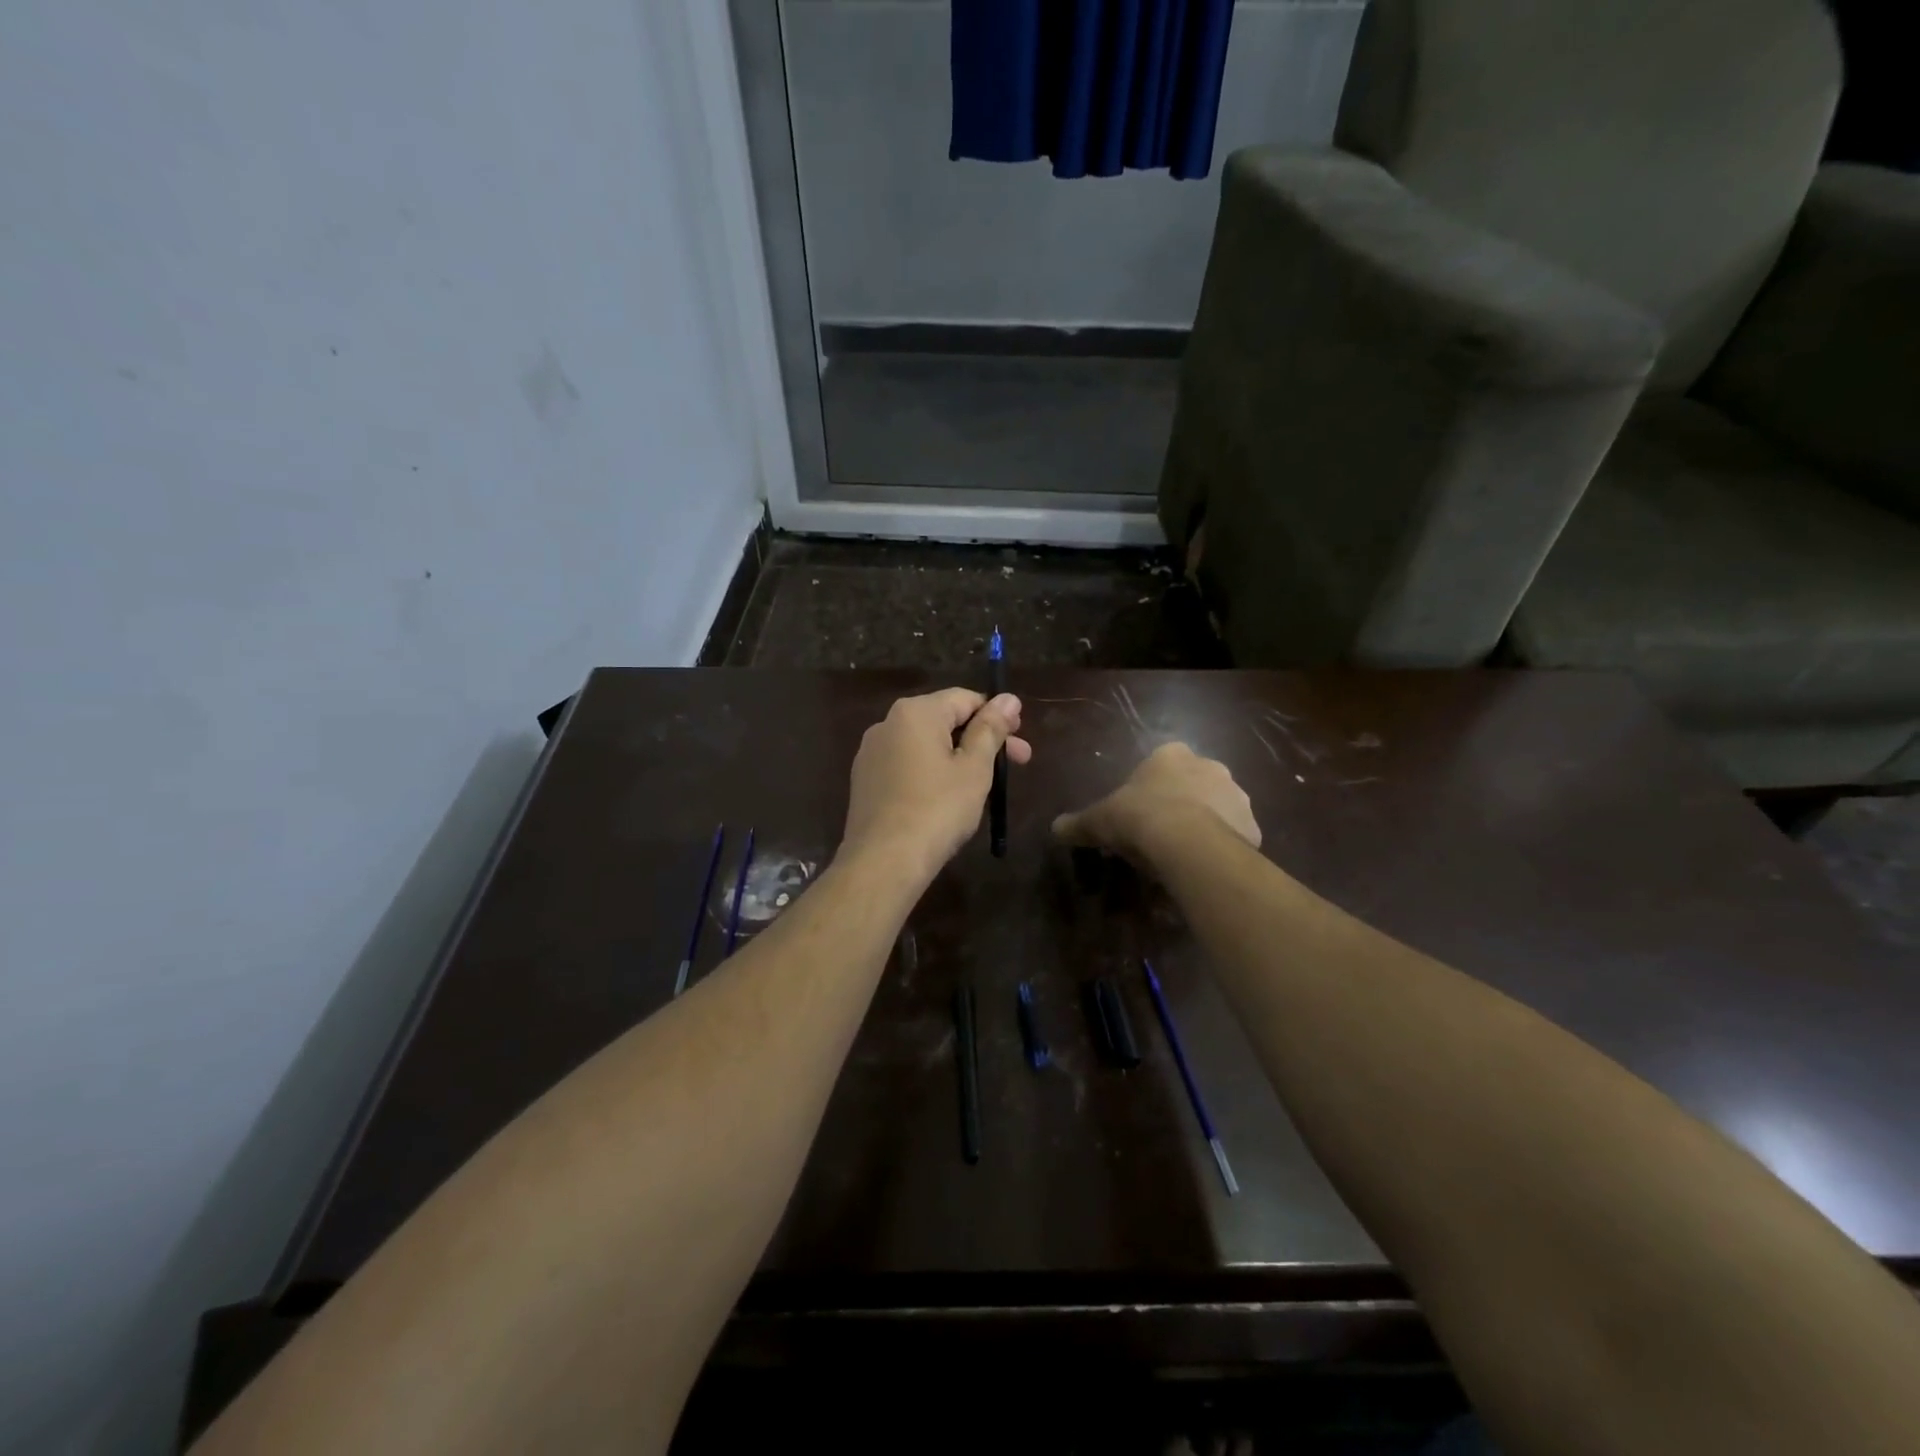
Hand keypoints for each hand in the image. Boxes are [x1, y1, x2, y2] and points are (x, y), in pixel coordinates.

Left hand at [842, 689, 1032, 880]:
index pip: (965, 699)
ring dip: (959, 757)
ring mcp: (872, 753)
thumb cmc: (938, 809)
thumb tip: (1008, 699)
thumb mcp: (974, 768)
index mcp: (915, 712)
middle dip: (982, 739)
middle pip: (945, 720)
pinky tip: (947, 798)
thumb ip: (991, 729)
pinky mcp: (865, 780)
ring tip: (984, 784)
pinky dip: (932, 772)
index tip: (1020, 742)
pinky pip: (907, 765)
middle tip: (1017, 763)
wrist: (884, 861)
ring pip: (926, 744)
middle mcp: (887, 723)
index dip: (997, 716)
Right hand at [1052, 742, 1259, 861]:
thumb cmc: (1139, 818)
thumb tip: (1055, 828)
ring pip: (1217, 809)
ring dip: (1205, 825)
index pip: (1162, 764)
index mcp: (1171, 755)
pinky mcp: (1252, 826)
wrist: (1188, 843)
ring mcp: (1236, 795)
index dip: (1150, 788)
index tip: (1139, 812)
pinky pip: (1234, 836)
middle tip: (1161, 834)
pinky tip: (1204, 867)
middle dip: (1181, 804)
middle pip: (1193, 784)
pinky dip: (1222, 848)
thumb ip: (1078, 823)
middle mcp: (1209, 766)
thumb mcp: (1099, 820)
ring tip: (1184, 856)